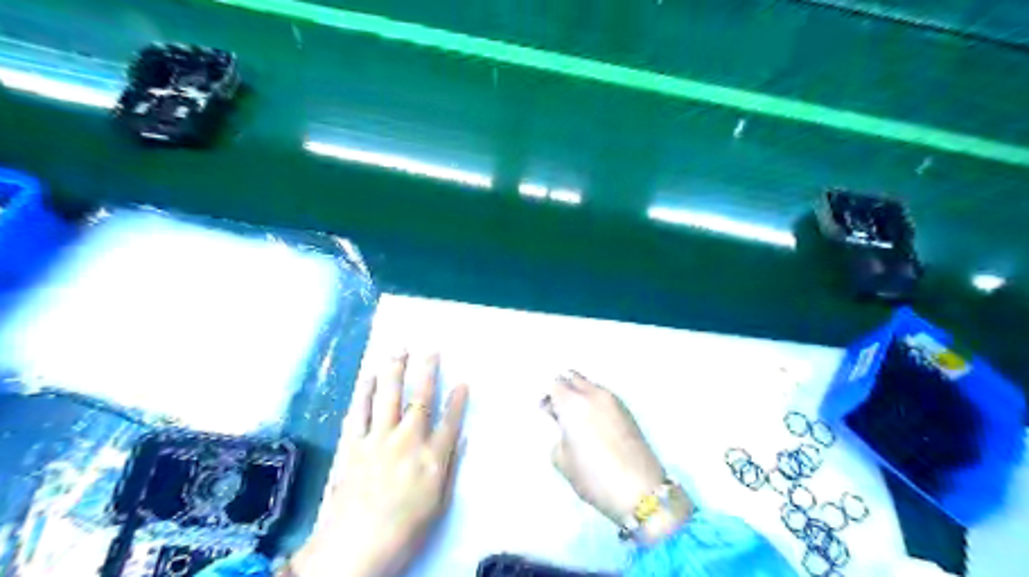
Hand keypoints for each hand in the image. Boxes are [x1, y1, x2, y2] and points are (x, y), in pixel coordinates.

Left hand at [284, 351, 469, 576]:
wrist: (354, 549)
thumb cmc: (404, 532)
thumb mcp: (437, 505)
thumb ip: (449, 468)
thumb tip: (459, 439)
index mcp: (432, 458)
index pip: (450, 421)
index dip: (458, 400)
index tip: (462, 382)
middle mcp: (408, 441)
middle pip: (420, 398)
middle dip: (427, 371)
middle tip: (430, 349)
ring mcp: (378, 440)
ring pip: (388, 397)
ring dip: (394, 371)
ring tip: (398, 351)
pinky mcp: (353, 446)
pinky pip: (359, 412)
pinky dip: (364, 392)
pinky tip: (368, 377)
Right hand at [543, 371, 693, 543]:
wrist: (640, 490)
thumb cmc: (594, 477)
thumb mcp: (562, 460)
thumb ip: (558, 435)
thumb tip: (562, 426)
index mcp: (572, 403)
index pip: (554, 385)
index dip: (547, 397)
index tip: (546, 412)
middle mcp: (593, 394)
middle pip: (573, 377)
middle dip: (564, 389)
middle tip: (560, 411)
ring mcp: (613, 400)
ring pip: (590, 386)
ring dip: (581, 395)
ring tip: (579, 420)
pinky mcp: (627, 410)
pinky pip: (604, 397)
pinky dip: (595, 403)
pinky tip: (595, 425)